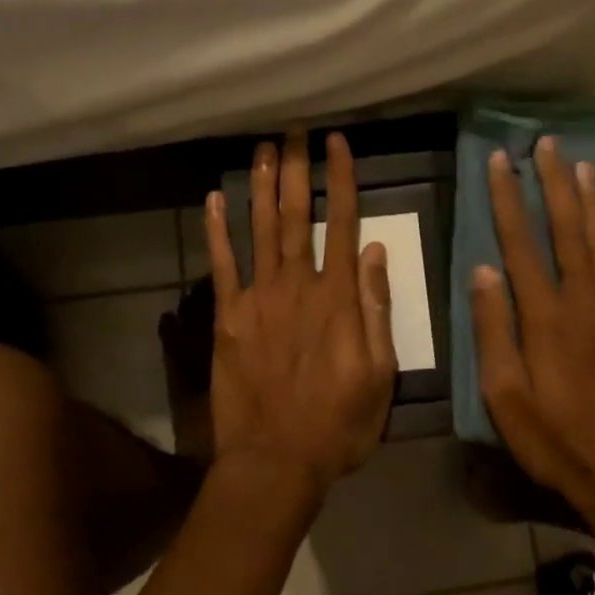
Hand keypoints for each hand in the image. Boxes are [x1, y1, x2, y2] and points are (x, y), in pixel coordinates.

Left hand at [202, 132, 398, 496]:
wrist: (275, 462)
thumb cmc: (338, 423)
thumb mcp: (380, 373)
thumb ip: (376, 307)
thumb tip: (375, 249)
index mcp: (337, 297)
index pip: (341, 223)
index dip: (340, 179)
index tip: (337, 143)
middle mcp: (297, 285)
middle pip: (295, 215)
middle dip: (295, 169)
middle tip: (292, 131)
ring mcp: (258, 298)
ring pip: (259, 229)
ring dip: (260, 186)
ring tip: (261, 149)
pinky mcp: (228, 317)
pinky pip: (221, 265)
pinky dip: (217, 230)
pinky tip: (214, 199)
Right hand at [472, 137, 594, 538]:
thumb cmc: (555, 440)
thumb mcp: (505, 397)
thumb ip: (493, 330)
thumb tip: (482, 270)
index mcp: (545, 317)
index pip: (521, 243)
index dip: (509, 199)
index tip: (500, 161)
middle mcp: (583, 302)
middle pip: (567, 229)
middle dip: (555, 183)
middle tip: (547, 144)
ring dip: (588, 199)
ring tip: (580, 164)